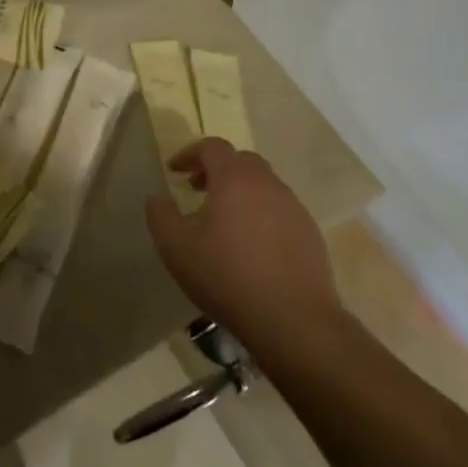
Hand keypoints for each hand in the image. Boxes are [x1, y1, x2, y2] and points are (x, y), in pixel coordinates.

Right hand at [145, 138, 342, 339]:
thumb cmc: (226, 276)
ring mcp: (294, 208)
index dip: (190, 153)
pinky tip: (251, 246)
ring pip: (264, 185)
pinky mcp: (310, 233)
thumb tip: (157, 197)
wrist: (292, 319)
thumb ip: (161, 215)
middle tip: (197, 190)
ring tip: (223, 220)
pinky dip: (261, 214)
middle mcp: (268, 184)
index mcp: (235, 179)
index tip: (175, 171)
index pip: (212, 147)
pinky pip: (280, 210)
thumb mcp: (176, 248)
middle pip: (241, 161)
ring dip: (240, 192)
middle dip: (216, 169)